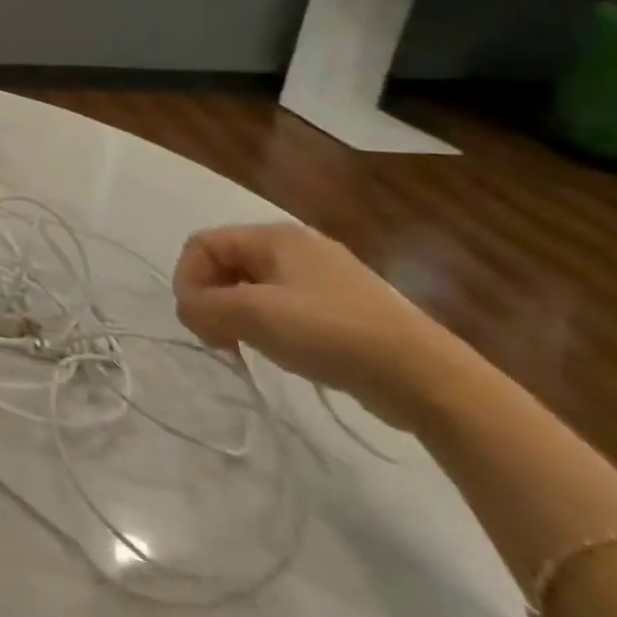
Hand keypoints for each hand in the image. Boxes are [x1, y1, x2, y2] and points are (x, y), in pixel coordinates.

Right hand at [173, 223, 472, 426]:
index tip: (197, 321)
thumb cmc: (331, 333)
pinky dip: (268, 326)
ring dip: (236, 315)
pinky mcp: (343, 310)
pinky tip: (281, 351)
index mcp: (274, 236)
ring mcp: (324, 278)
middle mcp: (297, 247)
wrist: (428, 380)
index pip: (202, 244)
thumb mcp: (252, 315)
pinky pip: (283, 306)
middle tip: (217, 338)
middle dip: (211, 299)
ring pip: (252, 287)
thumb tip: (188, 310)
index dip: (188, 279)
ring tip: (245, 347)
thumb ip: (202, 306)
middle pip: (225, 264)